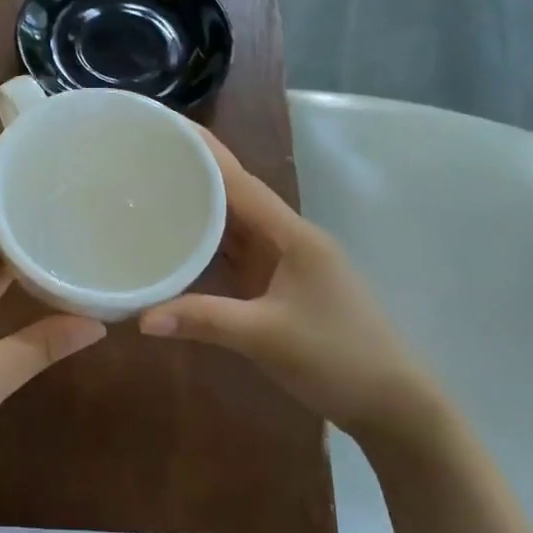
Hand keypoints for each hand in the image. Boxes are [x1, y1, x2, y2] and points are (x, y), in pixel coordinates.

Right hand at [138, 130, 442, 447]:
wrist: (393, 405)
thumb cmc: (338, 358)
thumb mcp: (266, 337)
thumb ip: (203, 320)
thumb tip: (139, 317)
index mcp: (292, 235)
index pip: (240, 182)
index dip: (203, 153)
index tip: (166, 127)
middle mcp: (288, 239)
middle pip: (235, 196)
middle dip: (195, 173)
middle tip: (145, 156)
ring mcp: (286, 264)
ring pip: (235, 226)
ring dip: (199, 208)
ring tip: (152, 189)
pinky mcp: (280, 287)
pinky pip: (237, 255)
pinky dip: (208, 246)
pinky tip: (179, 243)